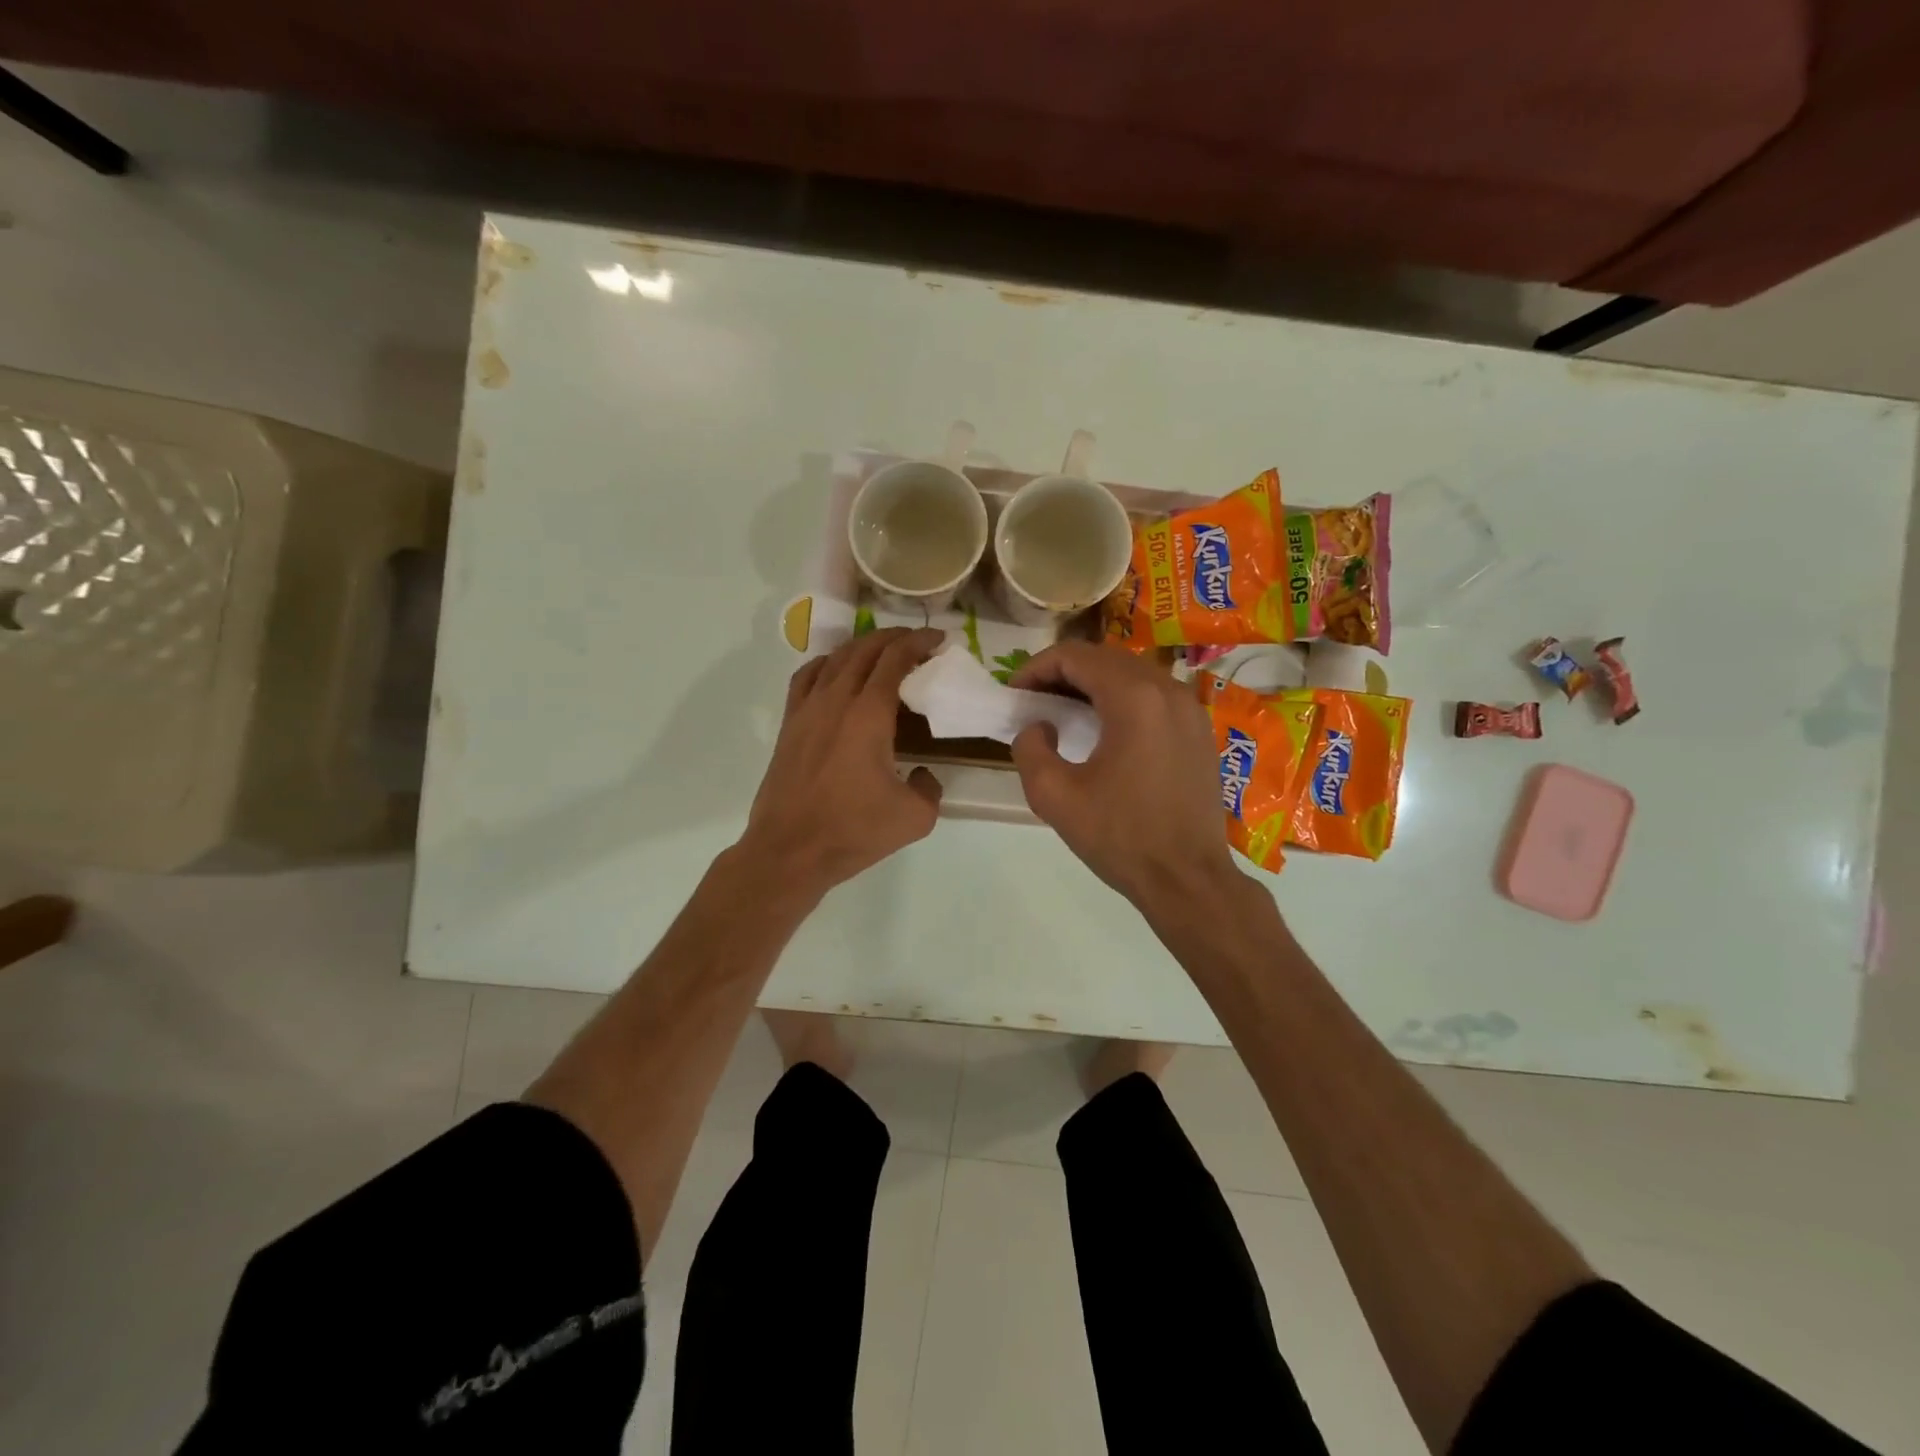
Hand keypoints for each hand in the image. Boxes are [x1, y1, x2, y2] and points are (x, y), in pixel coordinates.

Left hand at [738, 628, 944, 898]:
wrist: (789, 851)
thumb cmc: (853, 832)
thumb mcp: (915, 817)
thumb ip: (930, 787)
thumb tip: (923, 774)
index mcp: (869, 714)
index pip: (895, 659)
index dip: (918, 642)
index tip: (938, 640)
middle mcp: (836, 700)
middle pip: (864, 649)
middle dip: (894, 638)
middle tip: (916, 643)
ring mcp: (807, 709)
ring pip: (835, 658)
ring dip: (862, 647)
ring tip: (882, 653)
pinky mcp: (789, 724)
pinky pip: (807, 677)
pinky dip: (827, 664)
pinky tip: (836, 673)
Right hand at [1010, 641, 1236, 907]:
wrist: (1188, 879)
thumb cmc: (1120, 837)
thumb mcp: (1054, 796)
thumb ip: (1030, 749)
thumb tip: (1039, 727)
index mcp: (1133, 699)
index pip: (1075, 656)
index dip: (1036, 668)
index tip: (1015, 693)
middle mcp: (1167, 690)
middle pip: (1105, 658)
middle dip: (1063, 672)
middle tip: (1034, 701)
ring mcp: (1190, 708)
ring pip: (1132, 673)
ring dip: (1093, 683)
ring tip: (1064, 713)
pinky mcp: (1200, 730)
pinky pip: (1154, 695)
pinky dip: (1122, 698)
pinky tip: (1105, 730)